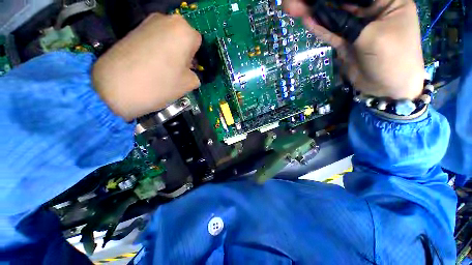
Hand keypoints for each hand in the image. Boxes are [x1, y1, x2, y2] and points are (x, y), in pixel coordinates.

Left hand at [93, 14, 201, 120]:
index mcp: (184, 31)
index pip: (198, 42)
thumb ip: (195, 75)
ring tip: (162, 68)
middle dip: (183, 52)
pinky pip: (154, 38)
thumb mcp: (189, 84)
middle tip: (177, 69)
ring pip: (168, 37)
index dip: (195, 57)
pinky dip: (156, 49)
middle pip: (183, 37)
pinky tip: (150, 64)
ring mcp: (147, 22)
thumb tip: (189, 72)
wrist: (116, 88)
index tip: (188, 69)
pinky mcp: (133, 29)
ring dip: (170, 51)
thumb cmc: (160, 84)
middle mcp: (166, 19)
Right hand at [284, 0, 424, 99]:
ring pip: (334, 15)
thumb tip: (319, 12)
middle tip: (298, 1)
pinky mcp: (346, 39)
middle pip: (344, 1)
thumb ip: (347, 23)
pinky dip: (319, 27)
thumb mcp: (372, 35)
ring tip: (295, 7)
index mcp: (388, 0)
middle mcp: (371, 9)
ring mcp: (357, 25)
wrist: (387, 87)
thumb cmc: (393, 58)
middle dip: (322, 1)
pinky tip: (306, 19)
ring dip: (315, 11)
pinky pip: (330, 31)